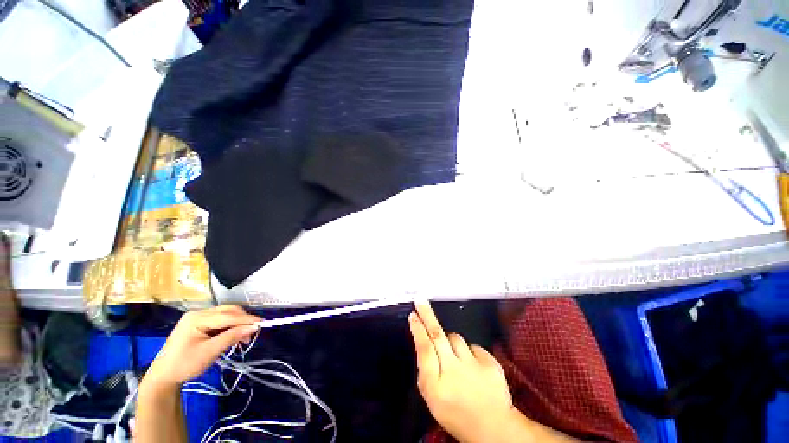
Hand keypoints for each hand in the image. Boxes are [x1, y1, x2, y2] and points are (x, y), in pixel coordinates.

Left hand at [144, 305, 260, 387]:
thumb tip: (253, 327)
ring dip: (237, 324)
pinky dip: (229, 327)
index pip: (227, 315)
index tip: (262, 323)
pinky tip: (233, 336)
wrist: (163, 376)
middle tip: (252, 332)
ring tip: (244, 338)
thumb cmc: (185, 365)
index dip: (246, 319)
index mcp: (197, 318)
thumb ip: (232, 337)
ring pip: (225, 315)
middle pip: (227, 311)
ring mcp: (197, 318)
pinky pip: (220, 321)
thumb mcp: (210, 352)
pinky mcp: (198, 324)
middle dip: (242, 320)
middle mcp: (198, 313)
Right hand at [409, 302, 515, 442]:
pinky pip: (473, 346)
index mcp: (436, 385)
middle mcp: (454, 371)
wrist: (494, 428)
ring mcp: (474, 366)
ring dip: (451, 342)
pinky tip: (472, 367)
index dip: (418, 330)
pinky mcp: (490, 363)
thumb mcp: (432, 399)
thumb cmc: (456, 414)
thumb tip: (423, 345)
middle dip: (427, 315)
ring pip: (456, 338)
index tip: (413, 316)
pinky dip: (469, 353)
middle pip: (437, 335)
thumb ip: (425, 372)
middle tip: (421, 301)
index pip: (424, 349)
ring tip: (455, 359)